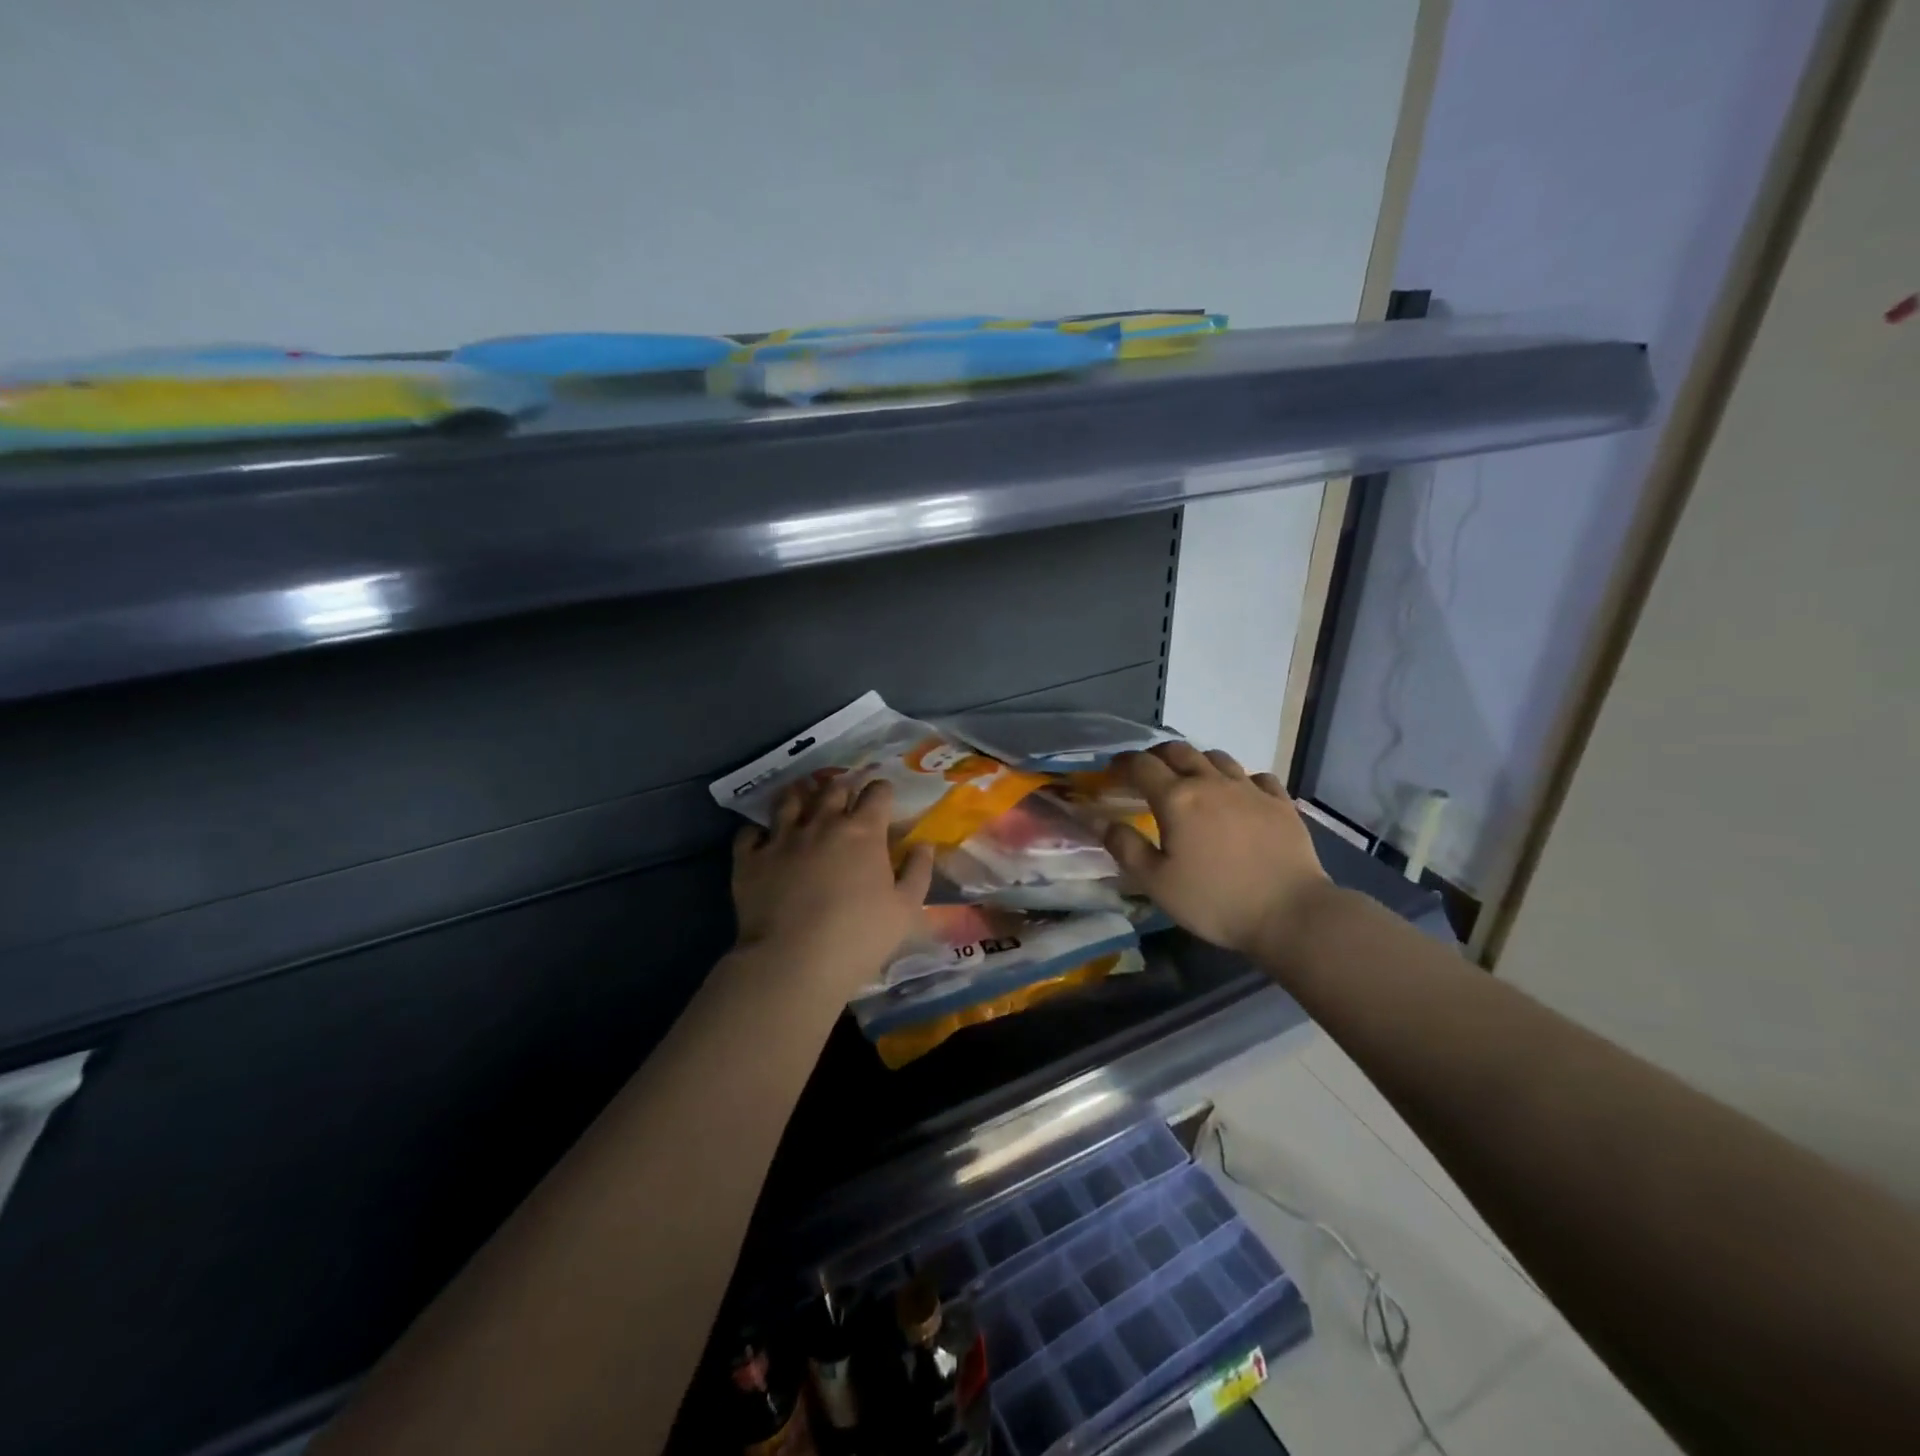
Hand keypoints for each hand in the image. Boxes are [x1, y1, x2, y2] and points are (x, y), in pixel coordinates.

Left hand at [731, 777, 935, 998]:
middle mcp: (822, 823)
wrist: (793, 961)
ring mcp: (782, 838)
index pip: (877, 793)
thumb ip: (917, 872)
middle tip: (845, 796)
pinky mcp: (750, 859)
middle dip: (842, 787)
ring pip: (789, 801)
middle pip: (832, 789)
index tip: (883, 797)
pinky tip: (763, 838)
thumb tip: (924, 845)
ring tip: (802, 799)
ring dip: (799, 796)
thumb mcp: (906, 909)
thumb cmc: (859, 936)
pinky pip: (750, 833)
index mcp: (863, 832)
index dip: (882, 791)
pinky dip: (758, 831)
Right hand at [1105, 743, 1330, 956]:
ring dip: (1195, 761)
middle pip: (1178, 751)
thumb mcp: (1156, 883)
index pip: (1141, 765)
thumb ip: (1125, 848)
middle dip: (1155, 755)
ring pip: (1217, 757)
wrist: (1290, 913)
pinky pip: (1254, 776)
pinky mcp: (1280, 802)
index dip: (1121, 764)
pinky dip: (1238, 779)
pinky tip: (1238, 795)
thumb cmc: (1215, 900)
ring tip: (1190, 779)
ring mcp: (1249, 789)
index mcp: (1177, 798)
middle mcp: (1211, 782)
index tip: (1111, 773)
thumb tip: (1103, 822)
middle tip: (1145, 772)